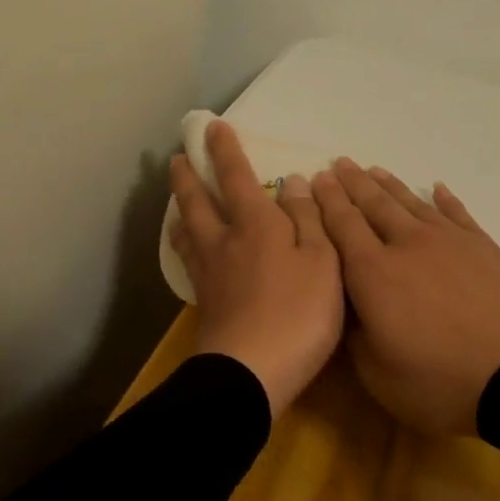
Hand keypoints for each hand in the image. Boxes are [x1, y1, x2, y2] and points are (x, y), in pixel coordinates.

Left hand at [169, 119, 344, 416]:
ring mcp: (209, 274)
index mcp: (256, 225)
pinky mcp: (205, 304)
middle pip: (199, 201)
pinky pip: (189, 260)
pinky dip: (185, 244)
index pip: (237, 177)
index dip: (226, 150)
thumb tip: (293, 182)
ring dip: (181, 208)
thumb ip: (309, 219)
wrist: (250, 374)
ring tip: (176, 199)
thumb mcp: (323, 261)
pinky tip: (190, 251)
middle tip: (178, 158)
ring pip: (188, 231)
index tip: (212, 127)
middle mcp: (225, 241)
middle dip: (189, 176)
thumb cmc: (298, 313)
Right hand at [312, 159, 499, 434]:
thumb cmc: (440, 383)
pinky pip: (457, 213)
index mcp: (373, 274)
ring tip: (374, 170)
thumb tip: (349, 307)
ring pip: (412, 203)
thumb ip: (355, 335)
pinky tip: (436, 188)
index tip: (316, 179)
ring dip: (390, 185)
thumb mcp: (378, 375)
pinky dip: (443, 199)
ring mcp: (449, 241)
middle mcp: (408, 245)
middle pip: (374, 205)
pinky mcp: (483, 246)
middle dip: (353, 183)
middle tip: (340, 164)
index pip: (342, 226)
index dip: (327, 201)